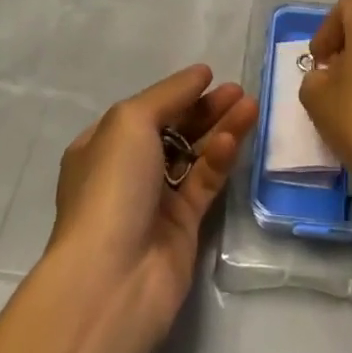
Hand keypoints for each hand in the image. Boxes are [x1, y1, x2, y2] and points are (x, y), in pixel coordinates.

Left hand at [48, 65, 258, 349]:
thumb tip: (200, 73)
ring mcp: (155, 201)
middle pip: (174, 130)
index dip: (177, 93)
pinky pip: (204, 183)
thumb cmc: (111, 187)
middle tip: (238, 91)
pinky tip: (234, 139)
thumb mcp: (130, 122)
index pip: (145, 111)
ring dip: (220, 129)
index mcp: (101, 146)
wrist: (112, 279)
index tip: (210, 77)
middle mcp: (126, 172)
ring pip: (194, 155)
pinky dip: (219, 160)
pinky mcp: (183, 227)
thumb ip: (169, 94)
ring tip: (250, 105)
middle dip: (205, 109)